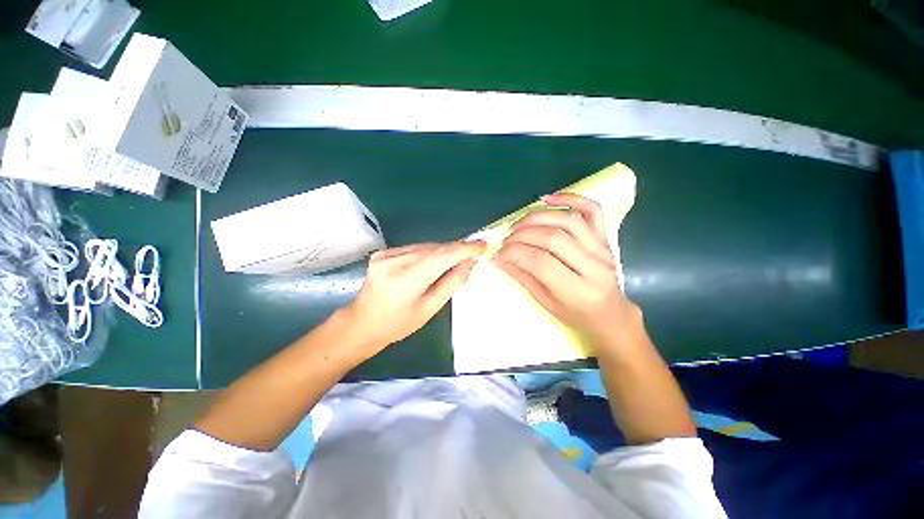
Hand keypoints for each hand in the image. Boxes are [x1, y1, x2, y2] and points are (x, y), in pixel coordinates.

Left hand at [343, 241, 486, 359]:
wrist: (362, 323)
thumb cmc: (398, 324)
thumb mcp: (430, 309)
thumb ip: (452, 283)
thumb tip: (470, 262)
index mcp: (405, 281)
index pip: (441, 257)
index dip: (464, 249)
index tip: (482, 244)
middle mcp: (393, 262)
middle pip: (434, 249)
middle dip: (455, 249)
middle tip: (473, 252)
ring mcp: (385, 255)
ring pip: (425, 246)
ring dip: (443, 251)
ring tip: (455, 259)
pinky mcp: (382, 252)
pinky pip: (414, 248)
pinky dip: (428, 252)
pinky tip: (433, 262)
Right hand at [493, 193, 642, 349]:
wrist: (611, 313)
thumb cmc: (576, 315)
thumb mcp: (546, 303)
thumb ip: (523, 278)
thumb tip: (499, 259)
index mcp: (578, 291)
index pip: (541, 263)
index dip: (515, 254)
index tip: (498, 253)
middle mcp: (594, 266)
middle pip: (553, 238)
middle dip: (523, 235)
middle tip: (506, 239)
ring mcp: (602, 249)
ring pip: (569, 220)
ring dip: (538, 217)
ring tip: (518, 224)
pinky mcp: (605, 237)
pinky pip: (591, 210)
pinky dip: (570, 199)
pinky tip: (547, 199)